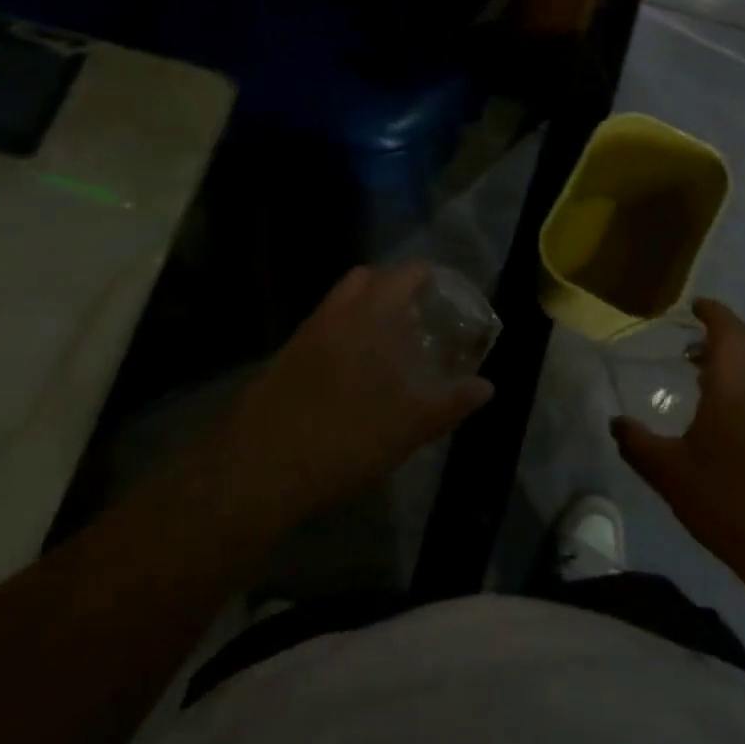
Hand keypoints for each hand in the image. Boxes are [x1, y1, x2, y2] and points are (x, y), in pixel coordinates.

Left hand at [216, 264, 492, 528]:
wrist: (258, 469)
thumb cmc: (344, 438)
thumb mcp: (408, 426)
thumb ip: (450, 402)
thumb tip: (486, 387)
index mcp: (368, 316)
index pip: (404, 274)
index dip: (430, 276)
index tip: (449, 292)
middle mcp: (335, 314)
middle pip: (367, 279)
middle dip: (394, 287)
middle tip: (420, 315)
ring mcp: (304, 335)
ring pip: (340, 304)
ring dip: (366, 311)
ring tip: (390, 345)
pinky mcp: (283, 360)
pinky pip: (322, 329)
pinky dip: (344, 334)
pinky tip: (354, 373)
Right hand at [611, 299, 744, 574]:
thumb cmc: (726, 499)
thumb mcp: (668, 472)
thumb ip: (637, 443)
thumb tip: (615, 422)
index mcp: (735, 386)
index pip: (729, 330)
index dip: (714, 312)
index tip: (695, 305)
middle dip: (717, 342)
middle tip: (688, 348)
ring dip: (731, 371)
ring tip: (700, 384)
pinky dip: (744, 397)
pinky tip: (725, 427)